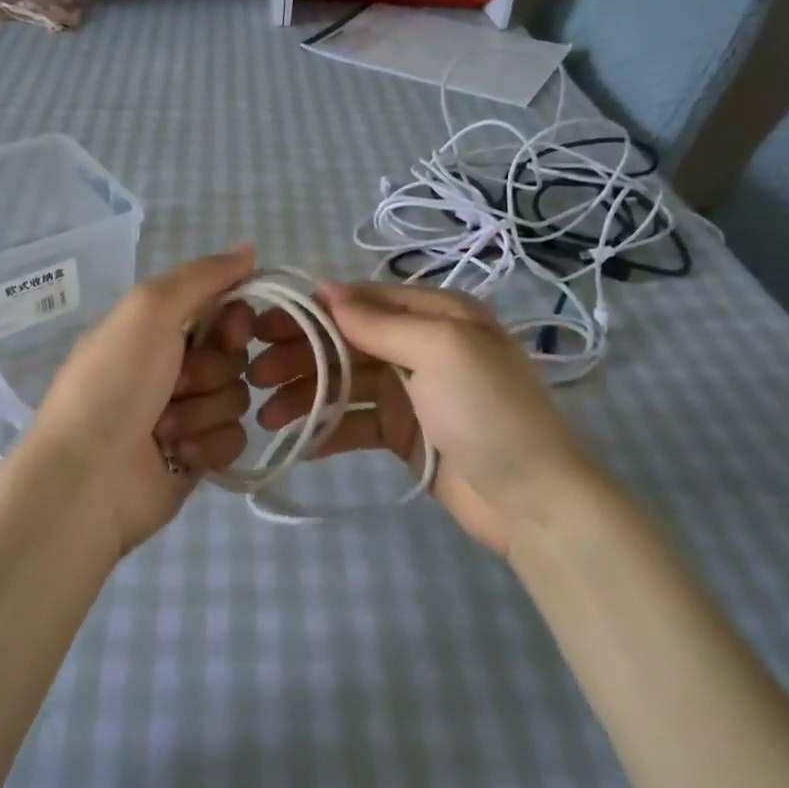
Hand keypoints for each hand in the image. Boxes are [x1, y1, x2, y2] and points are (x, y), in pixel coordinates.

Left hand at [25, 246, 256, 556]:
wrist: (87, 477)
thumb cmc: (113, 384)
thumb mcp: (148, 310)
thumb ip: (202, 276)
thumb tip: (251, 247)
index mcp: (156, 326)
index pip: (222, 307)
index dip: (235, 319)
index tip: (231, 330)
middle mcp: (173, 364)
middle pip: (235, 353)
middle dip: (211, 370)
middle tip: (176, 385)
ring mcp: (187, 412)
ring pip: (237, 396)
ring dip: (203, 411)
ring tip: (163, 429)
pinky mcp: (198, 454)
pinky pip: (235, 437)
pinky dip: (206, 444)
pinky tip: (175, 454)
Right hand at [248, 281, 607, 554]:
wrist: (534, 500)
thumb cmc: (488, 411)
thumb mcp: (439, 350)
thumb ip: (380, 320)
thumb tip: (326, 286)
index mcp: (437, 314)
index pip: (362, 300)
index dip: (312, 310)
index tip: (263, 324)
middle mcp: (422, 345)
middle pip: (348, 341)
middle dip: (301, 354)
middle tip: (254, 372)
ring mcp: (412, 391)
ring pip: (346, 384)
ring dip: (306, 396)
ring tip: (265, 415)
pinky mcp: (405, 433)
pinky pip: (356, 423)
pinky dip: (327, 430)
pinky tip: (296, 441)